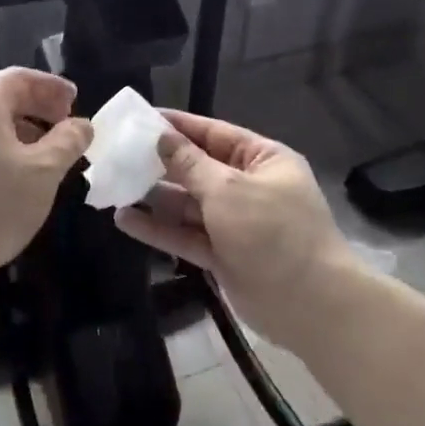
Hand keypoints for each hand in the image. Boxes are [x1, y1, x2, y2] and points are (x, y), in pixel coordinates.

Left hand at [0, 67, 92, 285]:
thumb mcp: (42, 172)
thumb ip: (67, 142)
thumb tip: (82, 125)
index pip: (18, 78)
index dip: (50, 85)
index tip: (76, 101)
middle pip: (5, 99)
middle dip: (41, 109)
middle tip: (68, 127)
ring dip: (28, 133)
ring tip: (53, 156)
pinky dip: (10, 152)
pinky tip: (24, 179)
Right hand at [114, 109, 357, 350]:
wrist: (311, 306)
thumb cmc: (273, 232)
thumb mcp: (229, 189)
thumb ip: (190, 164)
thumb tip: (162, 137)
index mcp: (263, 160)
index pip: (214, 133)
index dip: (178, 126)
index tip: (140, 119)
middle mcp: (249, 187)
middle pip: (197, 168)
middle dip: (160, 163)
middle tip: (117, 154)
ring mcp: (235, 223)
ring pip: (188, 204)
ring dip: (154, 197)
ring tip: (114, 186)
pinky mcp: (223, 254)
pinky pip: (186, 235)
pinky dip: (158, 228)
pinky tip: (124, 220)